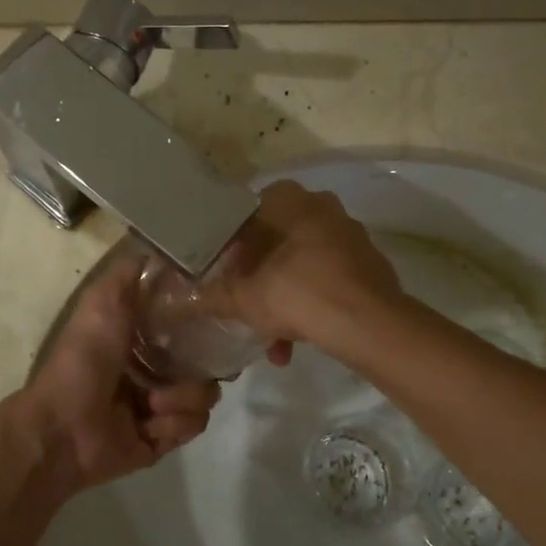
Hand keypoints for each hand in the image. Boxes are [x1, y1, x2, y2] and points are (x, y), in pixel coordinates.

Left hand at [19, 253, 220, 492]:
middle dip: (199, 366)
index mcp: (136, 340)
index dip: (199, 324)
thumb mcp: (103, 302)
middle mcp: (151, 370)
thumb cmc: (84, 360)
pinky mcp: (163, 439)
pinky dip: (174, 422)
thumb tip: (160, 250)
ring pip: (203, 395)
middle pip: (202, 362)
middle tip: (183, 368)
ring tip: (153, 402)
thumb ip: (129, 274)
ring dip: (181, 397)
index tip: (208, 320)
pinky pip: (193, 426)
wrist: (64, 427)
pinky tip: (151, 422)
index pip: (186, 328)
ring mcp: (159, 407)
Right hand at [207, 181, 403, 359]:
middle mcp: (323, 208)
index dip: (233, 242)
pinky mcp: (370, 265)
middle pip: (278, 239)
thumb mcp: (243, 298)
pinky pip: (328, 281)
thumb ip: (210, 297)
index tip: (226, 270)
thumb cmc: (297, 293)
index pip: (250, 211)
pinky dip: (311, 306)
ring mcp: (350, 236)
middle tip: (246, 300)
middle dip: (261, 274)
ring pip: (304, 264)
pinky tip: (297, 344)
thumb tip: (176, 301)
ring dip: (285, 298)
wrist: (368, 324)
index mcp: (290, 201)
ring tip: (272, 339)